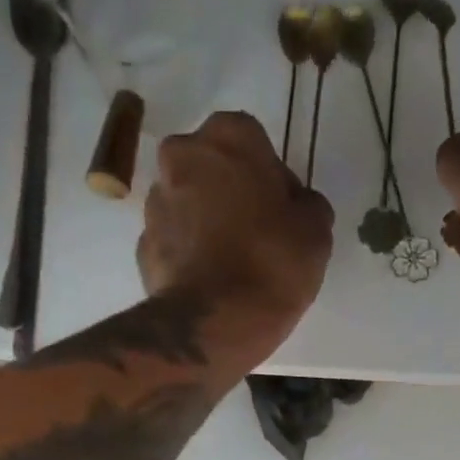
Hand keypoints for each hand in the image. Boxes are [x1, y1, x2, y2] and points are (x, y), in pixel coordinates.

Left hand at [139, 112, 333, 340]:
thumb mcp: (316, 230)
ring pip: (188, 202)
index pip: (252, 140)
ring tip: (233, 262)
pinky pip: (174, 240)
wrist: (215, 323)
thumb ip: (307, 204)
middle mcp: (182, 157)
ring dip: (207, 220)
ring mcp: (155, 202)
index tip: (282, 209)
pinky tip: (211, 280)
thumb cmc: (272, 263)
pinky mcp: (143, 245)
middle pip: (212, 166)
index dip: (270, 174)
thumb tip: (294, 205)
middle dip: (231, 191)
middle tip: (257, 231)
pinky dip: (190, 253)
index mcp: (228, 137)